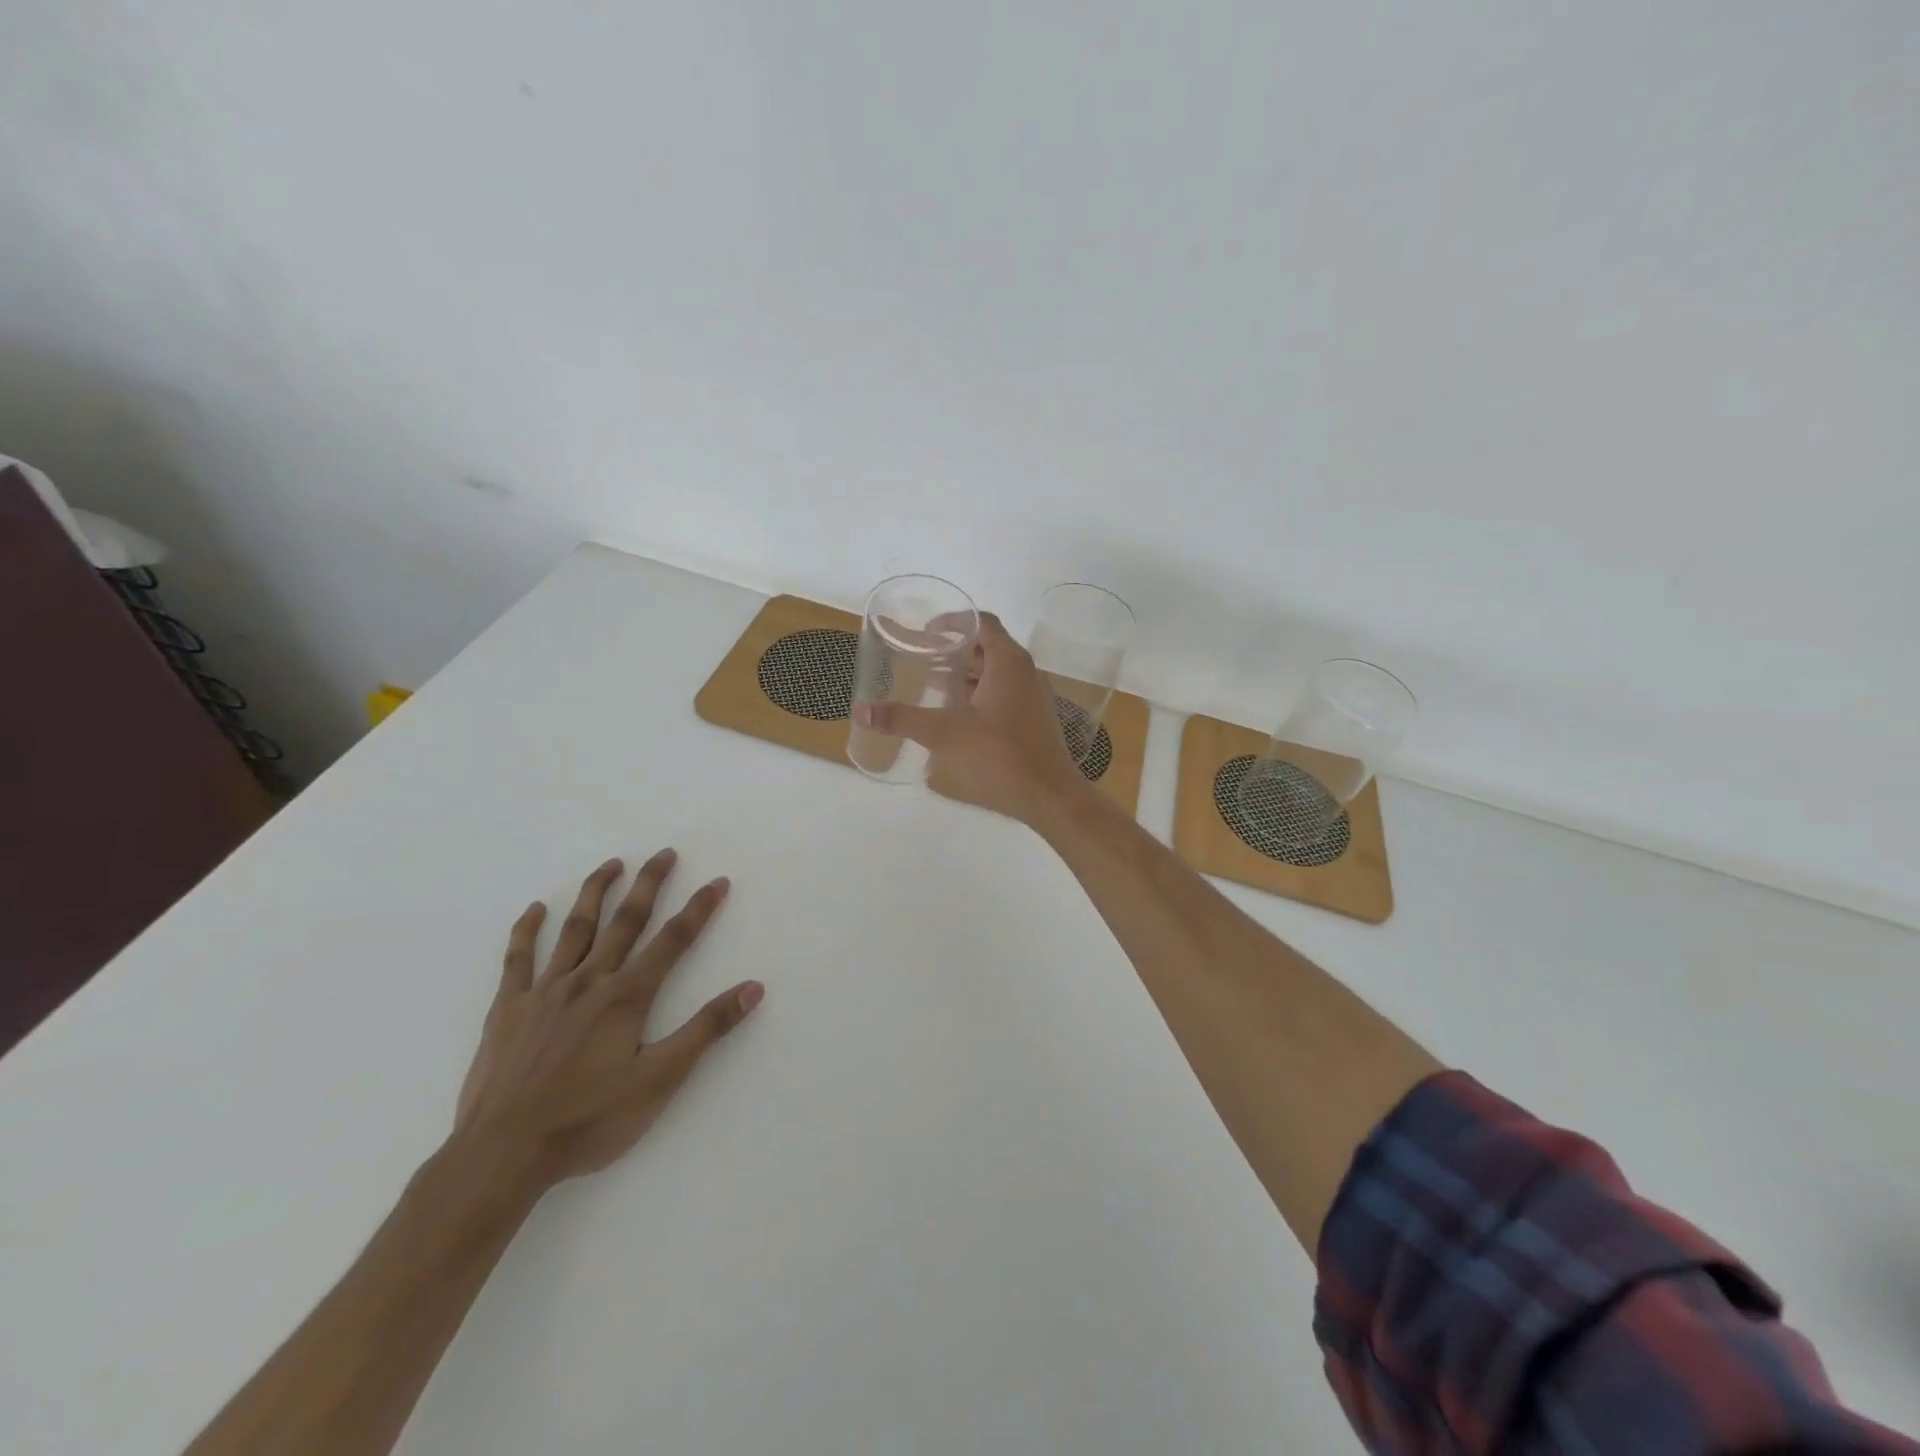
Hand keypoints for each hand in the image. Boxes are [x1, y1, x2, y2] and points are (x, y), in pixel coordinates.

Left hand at [453, 850, 763, 1191]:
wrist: (502, 1155)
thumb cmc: (588, 1120)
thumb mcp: (660, 1079)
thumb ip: (707, 1029)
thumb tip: (753, 988)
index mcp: (627, 996)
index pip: (673, 940)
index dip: (699, 908)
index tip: (718, 881)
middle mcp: (589, 980)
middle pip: (626, 921)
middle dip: (649, 884)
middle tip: (665, 853)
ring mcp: (545, 991)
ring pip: (575, 929)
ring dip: (596, 892)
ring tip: (612, 864)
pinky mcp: (508, 1009)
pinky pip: (518, 959)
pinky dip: (527, 930)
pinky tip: (537, 909)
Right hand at [852, 613, 1091, 825]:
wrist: (1050, 797)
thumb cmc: (999, 756)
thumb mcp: (944, 734)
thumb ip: (903, 719)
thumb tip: (862, 709)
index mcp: (1009, 663)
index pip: (983, 623)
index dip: (954, 621)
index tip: (927, 631)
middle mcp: (1026, 673)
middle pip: (989, 648)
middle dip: (956, 651)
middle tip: (924, 659)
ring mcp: (1034, 698)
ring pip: (997, 675)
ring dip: (968, 676)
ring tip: (934, 686)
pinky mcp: (1035, 722)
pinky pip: (1005, 695)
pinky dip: (980, 696)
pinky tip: (959, 717)